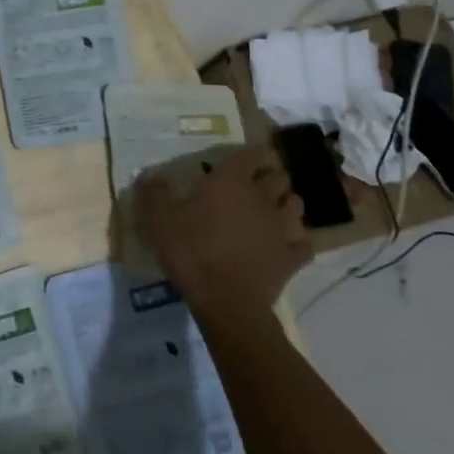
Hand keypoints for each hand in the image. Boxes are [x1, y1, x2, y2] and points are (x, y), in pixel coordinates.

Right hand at [134, 143, 311, 331]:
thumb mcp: (160, 220)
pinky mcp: (291, 258)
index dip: (252, 153)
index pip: (252, 154)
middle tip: (256, 185)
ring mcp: (281, 228)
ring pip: (297, 205)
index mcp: (232, 182)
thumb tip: (149, 176)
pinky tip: (286, 247)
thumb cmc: (191, 251)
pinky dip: (298, 243)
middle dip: (272, 177)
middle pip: (280, 177)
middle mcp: (262, 198)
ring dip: (287, 204)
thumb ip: (155, 194)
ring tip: (274, 212)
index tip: (245, 158)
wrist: (225, 301)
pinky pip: (304, 244)